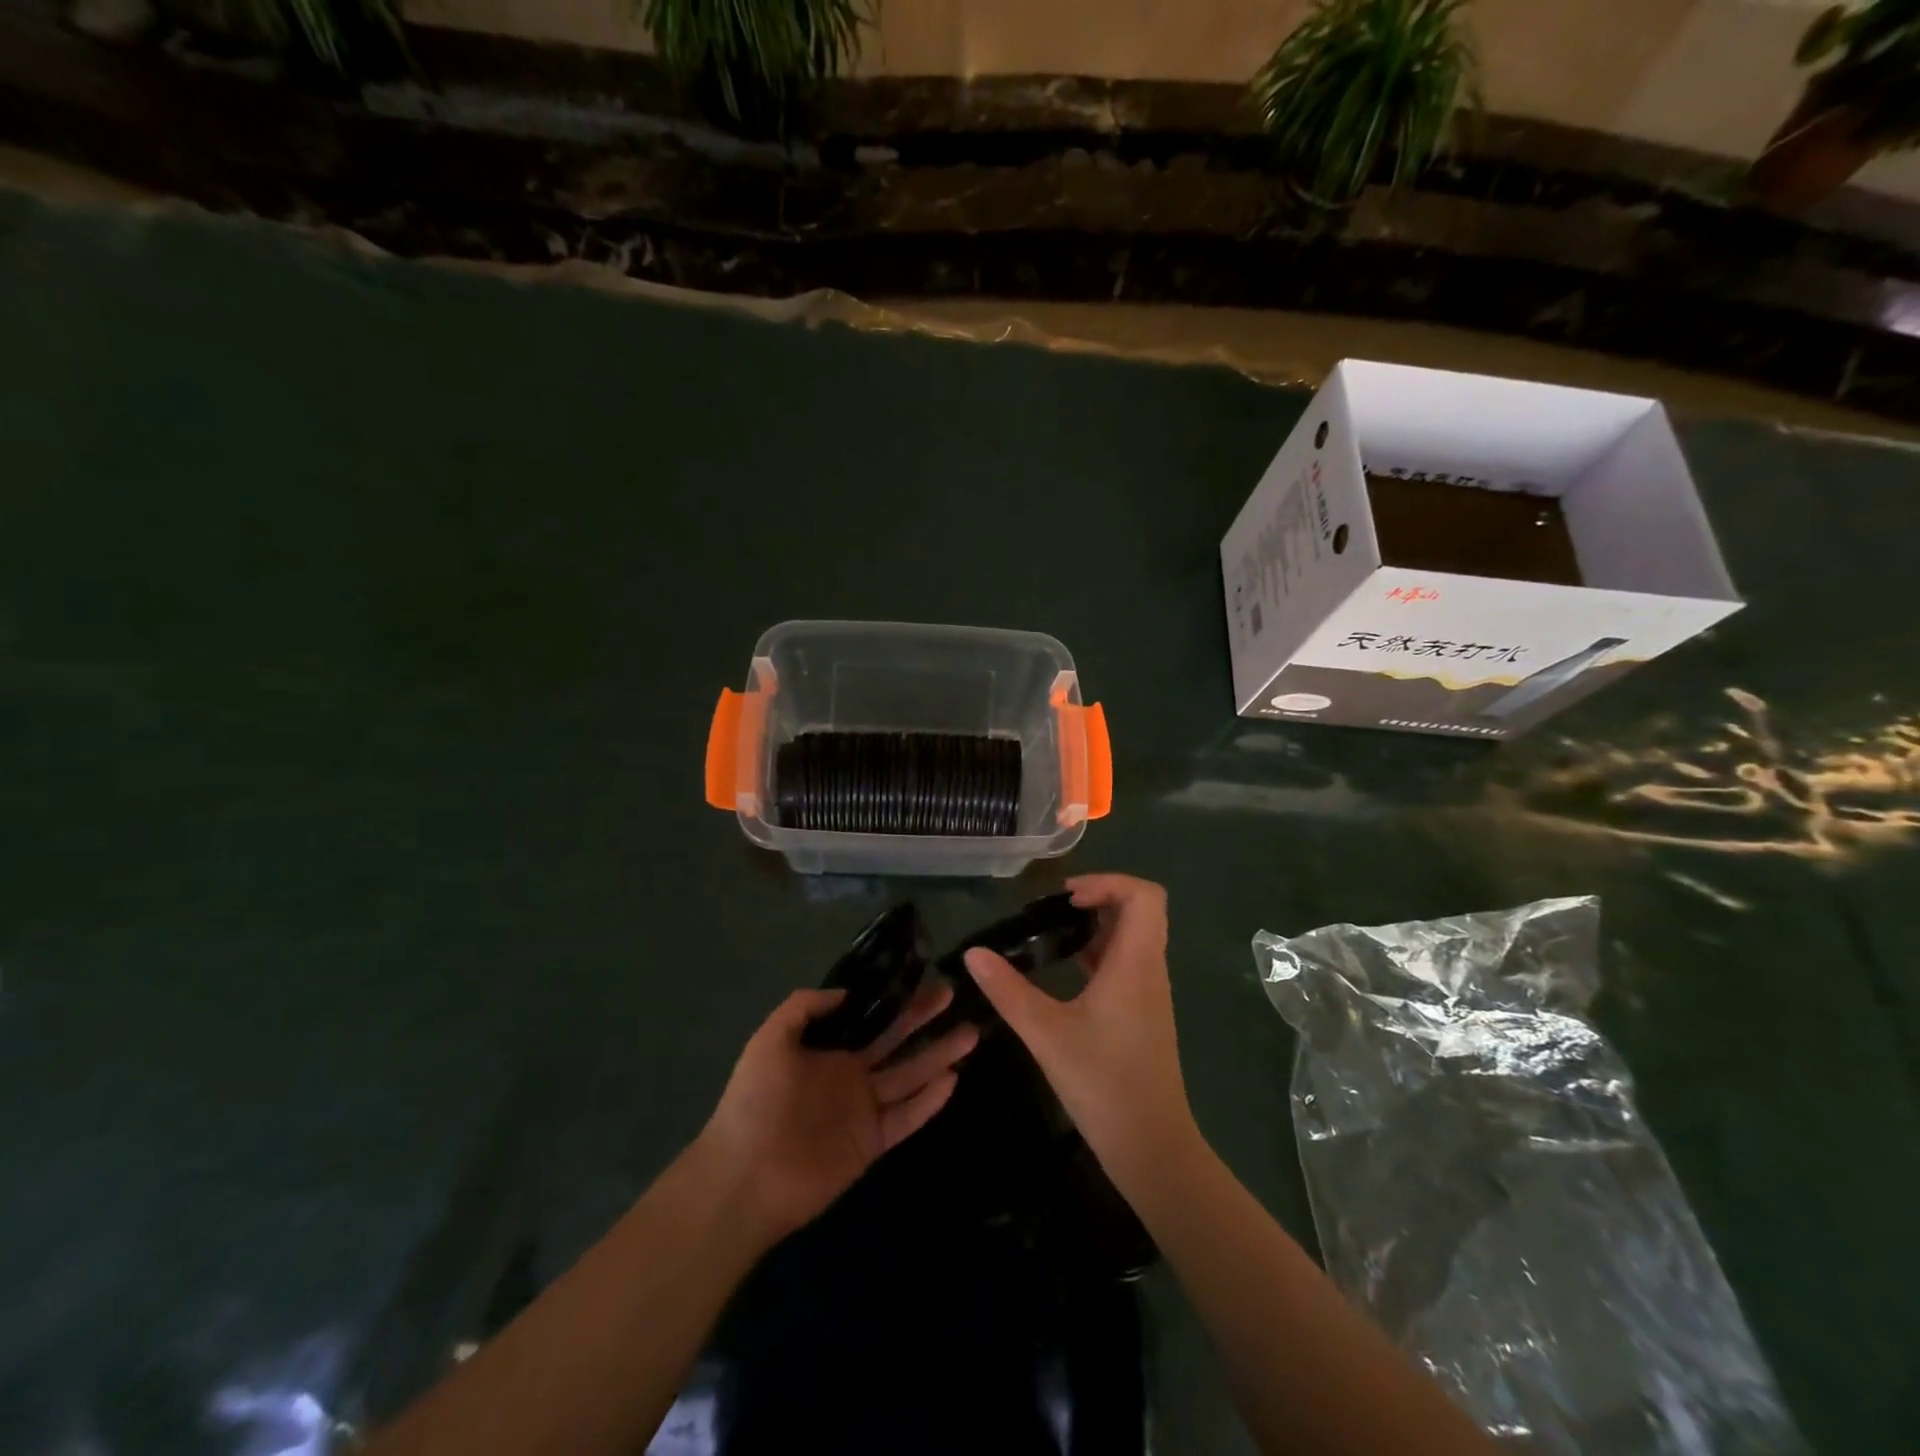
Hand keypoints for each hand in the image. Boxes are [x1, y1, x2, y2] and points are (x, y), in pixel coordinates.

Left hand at [697, 980, 977, 1248]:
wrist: (745, 1177)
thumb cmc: (754, 1102)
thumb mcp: (769, 1040)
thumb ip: (803, 1007)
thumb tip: (848, 993)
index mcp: (829, 1050)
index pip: (871, 1018)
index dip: (896, 1000)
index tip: (923, 977)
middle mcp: (851, 1074)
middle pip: (896, 1041)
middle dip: (924, 1019)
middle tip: (953, 995)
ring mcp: (864, 1109)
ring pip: (910, 1076)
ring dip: (939, 1055)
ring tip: (970, 1033)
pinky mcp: (872, 1143)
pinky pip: (907, 1117)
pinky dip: (930, 1101)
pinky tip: (953, 1079)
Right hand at [963, 874, 1196, 1191]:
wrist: (1151, 1146)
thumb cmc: (1103, 1083)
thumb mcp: (1045, 1033)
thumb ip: (1007, 991)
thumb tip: (973, 954)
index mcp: (1135, 963)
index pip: (1145, 896)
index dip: (1108, 882)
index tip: (1067, 897)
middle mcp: (1149, 969)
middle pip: (1141, 910)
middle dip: (1100, 898)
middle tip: (1057, 908)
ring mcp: (1150, 992)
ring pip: (1134, 937)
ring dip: (1098, 925)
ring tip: (1053, 932)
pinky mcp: (1143, 1013)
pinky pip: (1127, 963)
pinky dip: (1099, 952)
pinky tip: (1066, 969)